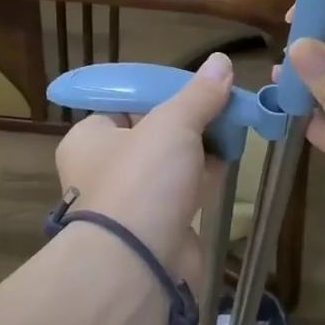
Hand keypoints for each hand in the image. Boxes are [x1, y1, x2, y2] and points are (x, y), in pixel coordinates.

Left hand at [53, 51, 231, 289]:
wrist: (140, 263)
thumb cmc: (143, 180)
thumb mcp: (172, 123)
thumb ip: (199, 94)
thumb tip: (221, 61)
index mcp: (89, 139)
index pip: (124, 105)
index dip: (160, 94)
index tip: (196, 88)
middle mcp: (104, 170)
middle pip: (152, 133)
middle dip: (189, 121)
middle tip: (223, 106)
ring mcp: (131, 201)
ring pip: (170, 164)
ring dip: (200, 148)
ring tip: (234, 127)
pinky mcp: (158, 226)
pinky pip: (184, 193)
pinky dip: (204, 178)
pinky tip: (230, 161)